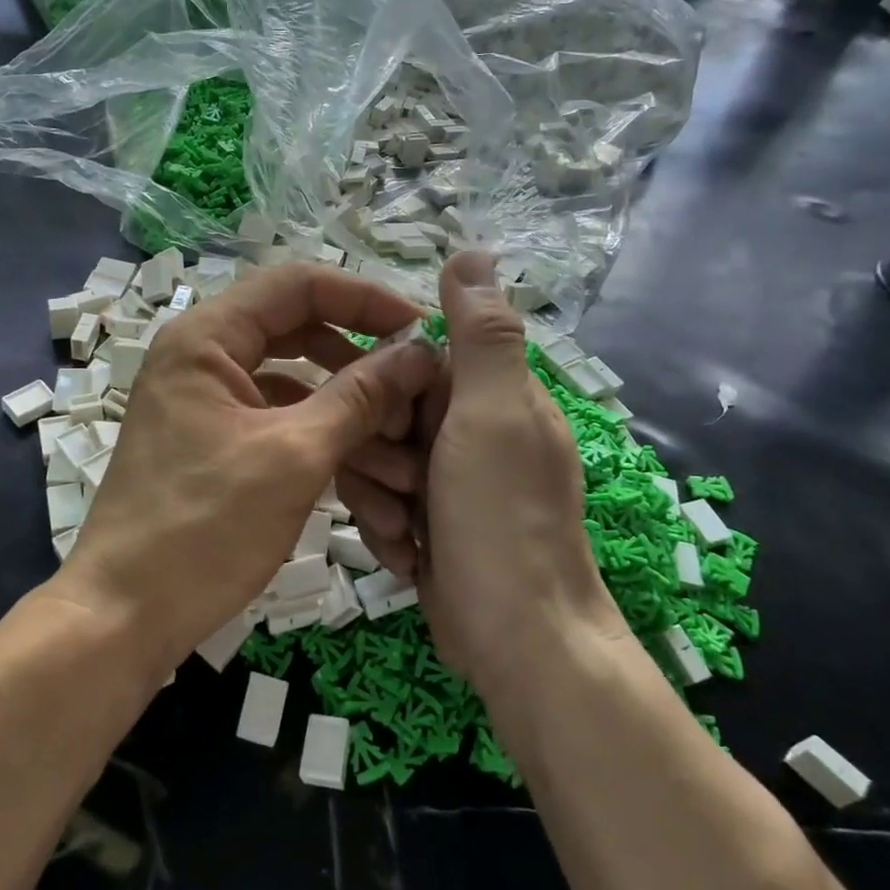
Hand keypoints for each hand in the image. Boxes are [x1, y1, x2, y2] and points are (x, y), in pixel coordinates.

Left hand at [53, 262, 441, 676]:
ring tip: (407, 472)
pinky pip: (283, 430)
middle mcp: (205, 359)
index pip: (297, 285)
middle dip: (365, 374)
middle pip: (303, 338)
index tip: (420, 330)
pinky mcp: (220, 447)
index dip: (364, 298)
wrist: (125, 618)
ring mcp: (211, 406)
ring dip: (354, 426)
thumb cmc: (204, 528)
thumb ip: (361, 396)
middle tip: (419, 402)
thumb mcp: (294, 457)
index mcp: (207, 339)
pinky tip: (374, 498)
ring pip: (299, 392)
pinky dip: (326, 454)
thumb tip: (419, 352)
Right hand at [398, 252, 629, 699]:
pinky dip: (387, 533)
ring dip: (378, 501)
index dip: (385, 391)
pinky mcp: (429, 524)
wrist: (517, 640)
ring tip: (409, 535)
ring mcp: (447, 481)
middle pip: (382, 415)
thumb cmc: (502, 518)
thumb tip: (474, 249)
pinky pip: (380, 506)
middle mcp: (468, 431)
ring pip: (372, 463)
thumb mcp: (493, 414)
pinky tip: (410, 558)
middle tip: (406, 490)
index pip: (409, 362)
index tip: (394, 429)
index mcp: (489, 395)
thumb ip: (482, 334)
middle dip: (377, 457)